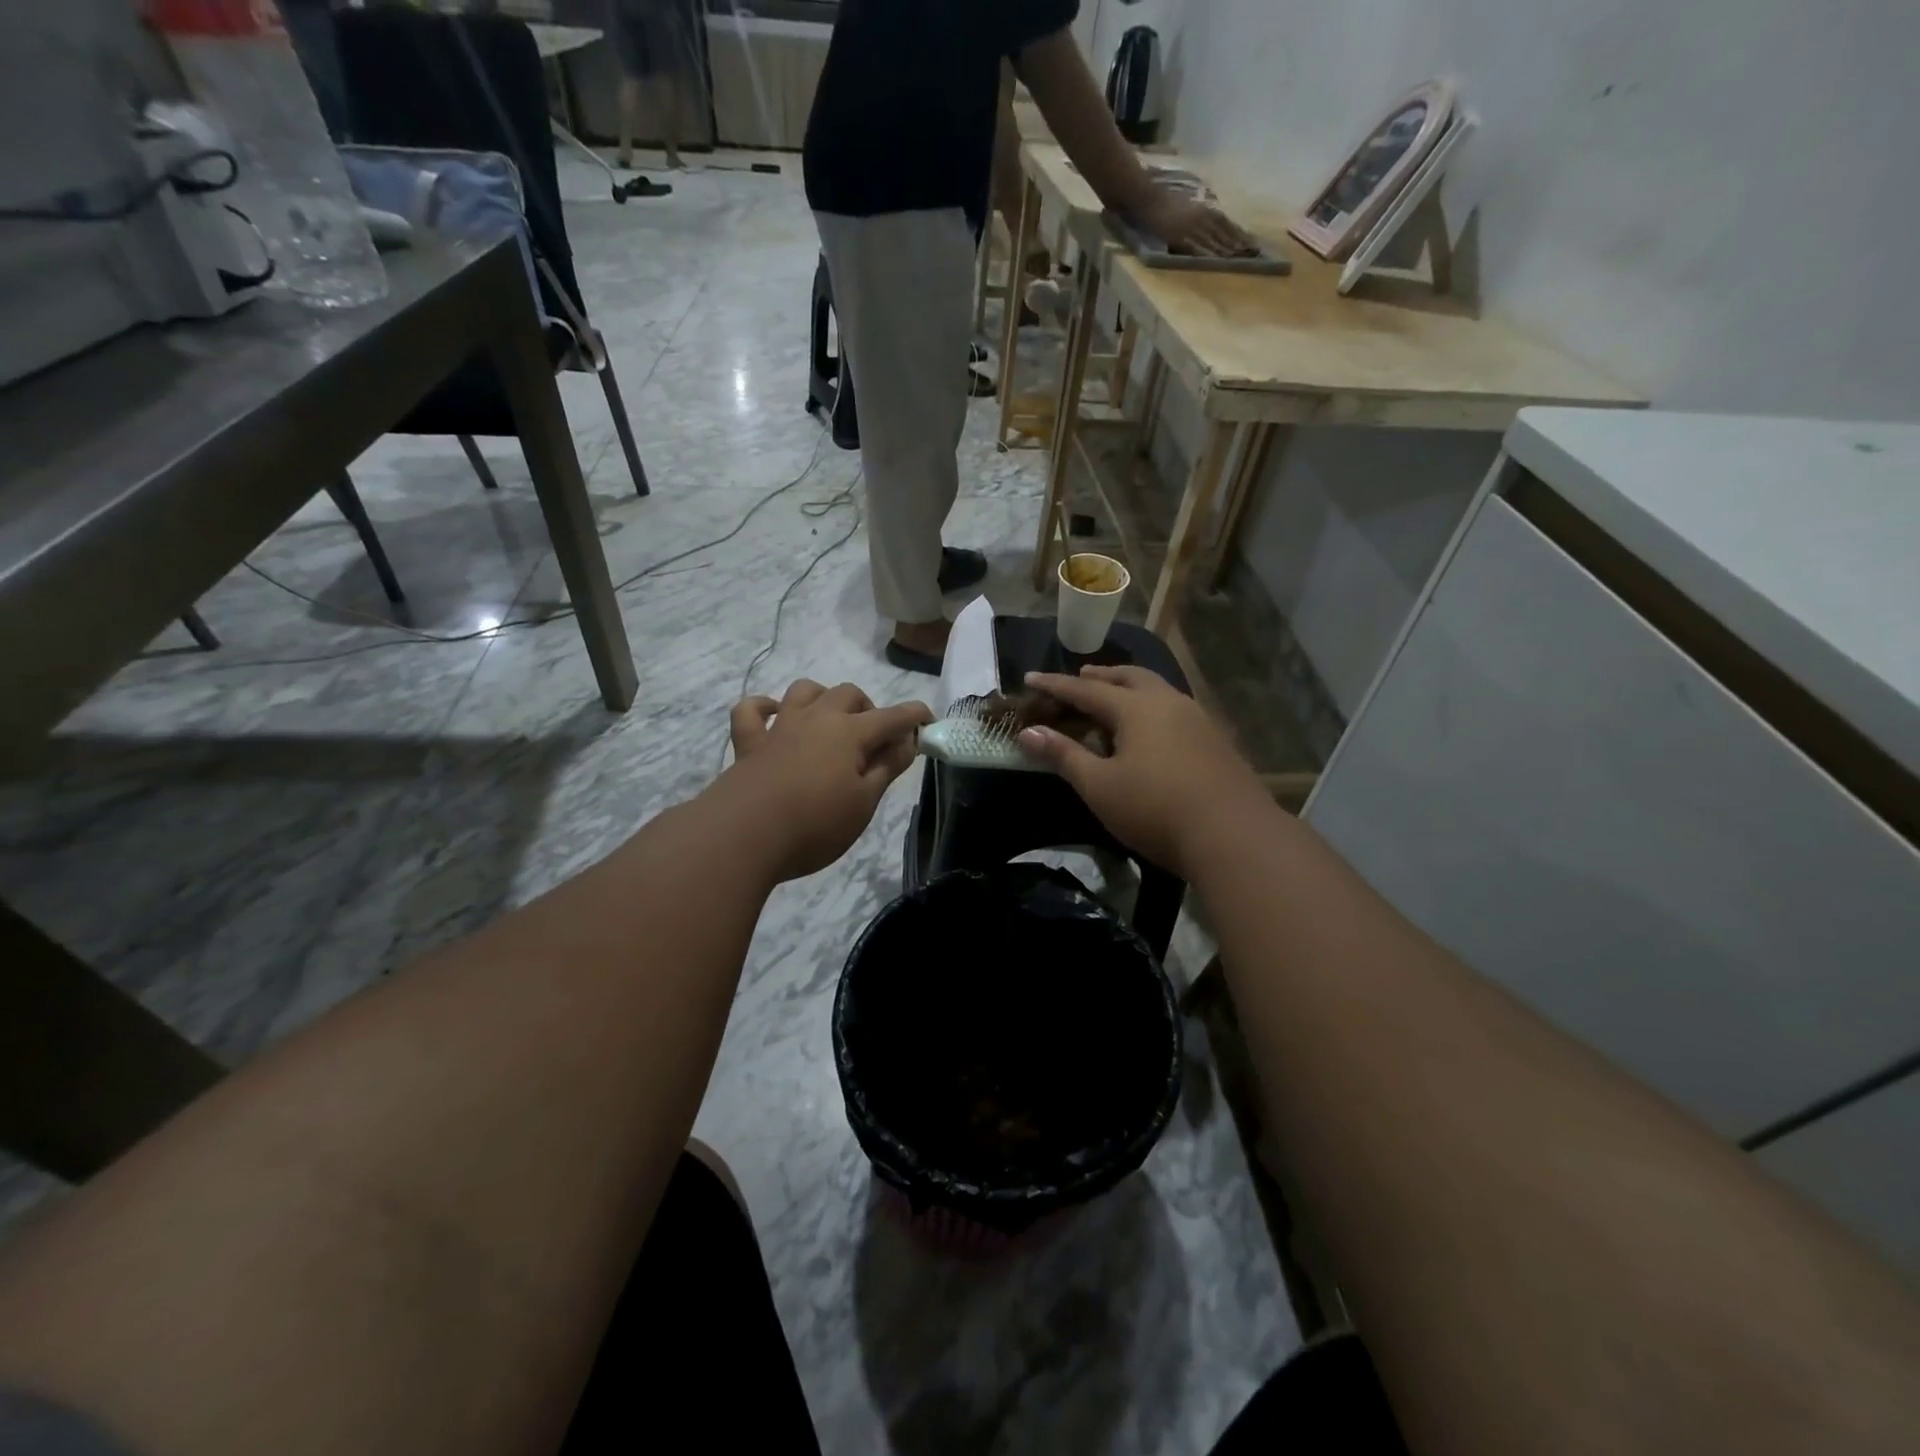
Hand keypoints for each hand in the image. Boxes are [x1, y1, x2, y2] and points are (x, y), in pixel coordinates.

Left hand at [722, 679, 932, 880]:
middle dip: (868, 708)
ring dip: (822, 697)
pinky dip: (763, 707)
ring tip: (830, 721)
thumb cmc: (815, 824)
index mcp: (850, 733)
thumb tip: (906, 741)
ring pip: (804, 691)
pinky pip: (751, 711)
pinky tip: (773, 716)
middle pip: (848, 694)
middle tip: (874, 739)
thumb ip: (886, 768)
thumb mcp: (864, 803)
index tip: (929, 720)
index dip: (914, 716)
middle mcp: (816, 719)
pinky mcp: (748, 743)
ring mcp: (779, 727)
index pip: (892, 717)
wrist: (743, 836)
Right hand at [1016, 666, 1263, 875]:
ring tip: (1114, 700)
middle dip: (1101, 676)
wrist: (1233, 835)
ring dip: (1130, 688)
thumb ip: (1063, 756)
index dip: (1055, 685)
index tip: (1030, 678)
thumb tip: (1028, 732)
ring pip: (1157, 690)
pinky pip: (1174, 710)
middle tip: (1080, 678)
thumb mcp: (1100, 786)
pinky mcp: (1215, 741)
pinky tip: (1152, 730)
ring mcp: (1197, 720)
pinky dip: (1151, 708)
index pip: (1086, 690)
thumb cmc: (1155, 808)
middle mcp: (1169, 702)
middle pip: (1129, 677)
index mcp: (1136, 707)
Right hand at [1136, 187, 1253, 257]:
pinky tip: (1217, 260)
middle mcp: (1202, 217)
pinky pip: (1197, 247)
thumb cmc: (1166, 203)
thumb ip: (1200, 215)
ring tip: (1239, 258)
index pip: (1226, 222)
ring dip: (1226, 249)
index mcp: (1204, 209)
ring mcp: (1191, 227)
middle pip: (1223, 232)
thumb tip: (1211, 226)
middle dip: (1237, 242)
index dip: (1238, 232)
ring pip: (1213, 240)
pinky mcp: (1180, 237)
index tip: (1251, 241)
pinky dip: (1208, 253)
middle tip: (1251, 252)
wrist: (1150, 200)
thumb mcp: (1188, 206)